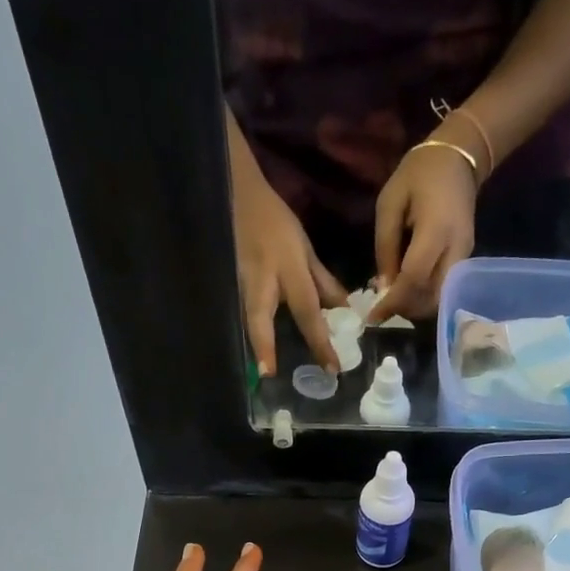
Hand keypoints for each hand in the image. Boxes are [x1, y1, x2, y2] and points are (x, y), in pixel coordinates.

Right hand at [232, 166, 345, 375]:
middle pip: (259, 318)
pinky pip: (238, 313)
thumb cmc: (276, 222)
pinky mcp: (226, 283)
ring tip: (262, 371)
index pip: (307, 310)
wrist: (238, 195)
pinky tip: (253, 353)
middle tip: (269, 375)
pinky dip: (247, 333)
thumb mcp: (305, 248)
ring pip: (244, 318)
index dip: (319, 341)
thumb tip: (343, 312)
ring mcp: (238, 281)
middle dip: (264, 347)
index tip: (331, 368)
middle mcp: (261, 278)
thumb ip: (323, 282)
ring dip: (252, 344)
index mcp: (288, 268)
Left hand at [368, 142, 477, 324]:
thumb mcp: (389, 204)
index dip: (393, 302)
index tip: (373, 318)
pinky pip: (445, 289)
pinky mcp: (466, 260)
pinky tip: (407, 289)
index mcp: (436, 230)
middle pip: (432, 298)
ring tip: (394, 300)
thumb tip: (382, 288)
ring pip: (441, 298)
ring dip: (416, 306)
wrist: (458, 157)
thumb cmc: (419, 174)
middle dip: (406, 310)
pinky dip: (425, 296)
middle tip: (383, 310)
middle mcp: (457, 249)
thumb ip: (385, 247)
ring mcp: (465, 256)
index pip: (414, 279)